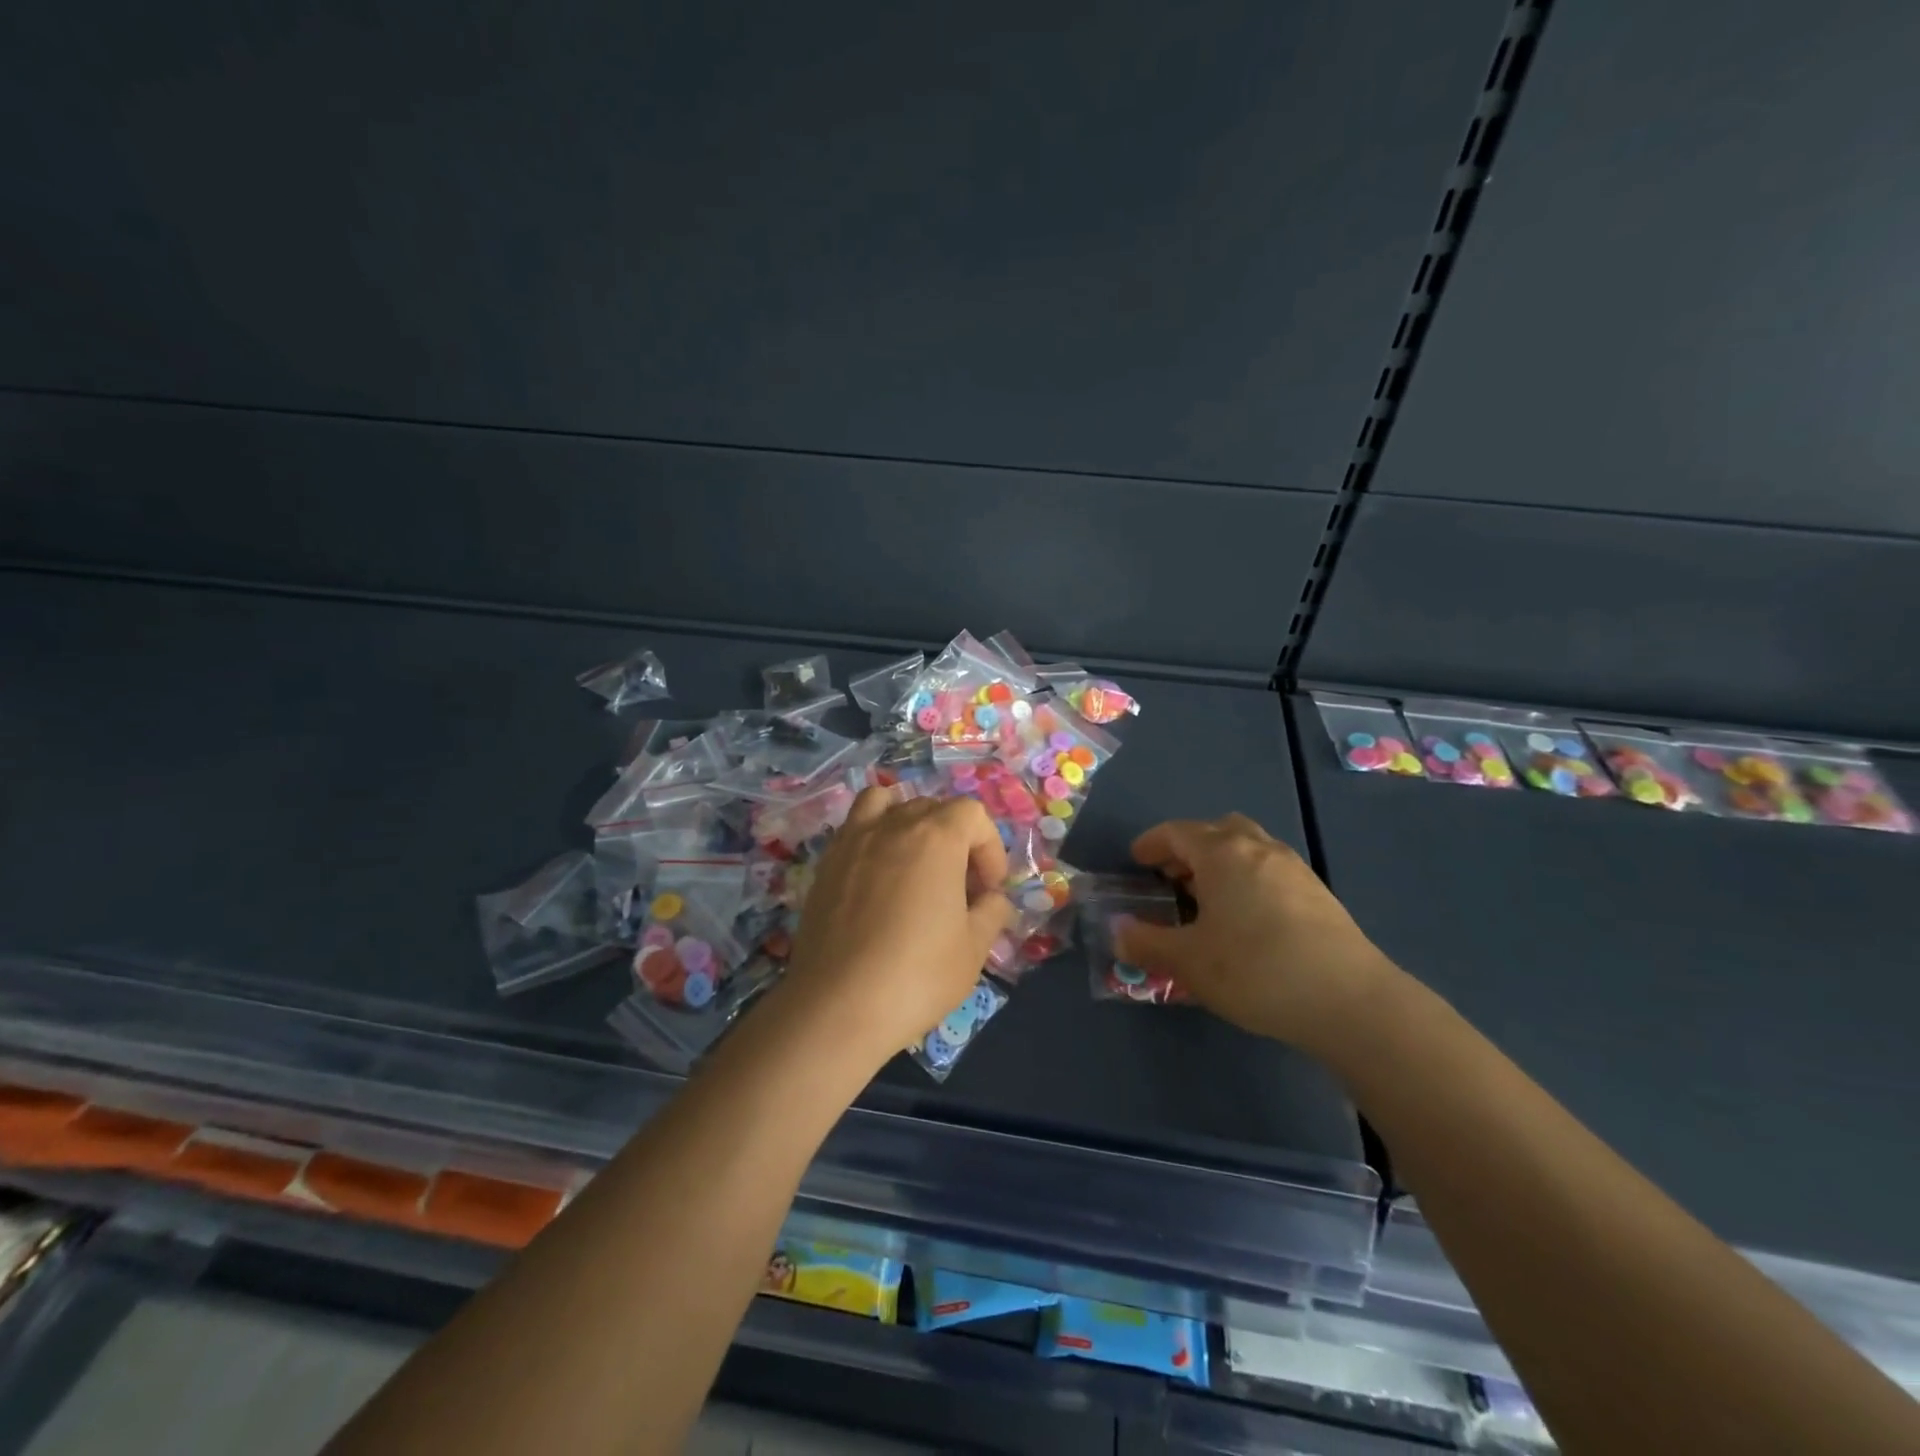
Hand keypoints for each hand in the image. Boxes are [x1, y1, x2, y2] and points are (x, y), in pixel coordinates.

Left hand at [781, 789, 1014, 1067]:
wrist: (837, 1006)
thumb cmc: (916, 975)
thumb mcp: (974, 949)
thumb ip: (991, 912)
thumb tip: (992, 899)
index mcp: (936, 837)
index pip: (972, 814)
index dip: (989, 847)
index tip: (989, 889)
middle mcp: (893, 825)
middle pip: (932, 807)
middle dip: (955, 839)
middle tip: (959, 886)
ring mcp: (853, 840)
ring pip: (887, 804)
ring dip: (908, 823)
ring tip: (914, 863)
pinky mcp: (826, 864)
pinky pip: (854, 828)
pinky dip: (872, 836)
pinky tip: (877, 878)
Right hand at [1113, 814, 1399, 1053]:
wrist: (1350, 1001)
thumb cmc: (1256, 970)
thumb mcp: (1189, 962)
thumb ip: (1146, 943)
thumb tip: (1117, 932)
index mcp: (1222, 853)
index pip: (1177, 832)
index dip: (1152, 843)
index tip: (1136, 860)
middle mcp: (1258, 848)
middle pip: (1216, 830)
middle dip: (1188, 847)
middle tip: (1171, 877)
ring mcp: (1293, 868)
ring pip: (1248, 846)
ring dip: (1220, 861)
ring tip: (1207, 898)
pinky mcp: (1318, 893)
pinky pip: (1269, 868)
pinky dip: (1247, 877)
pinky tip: (1246, 918)